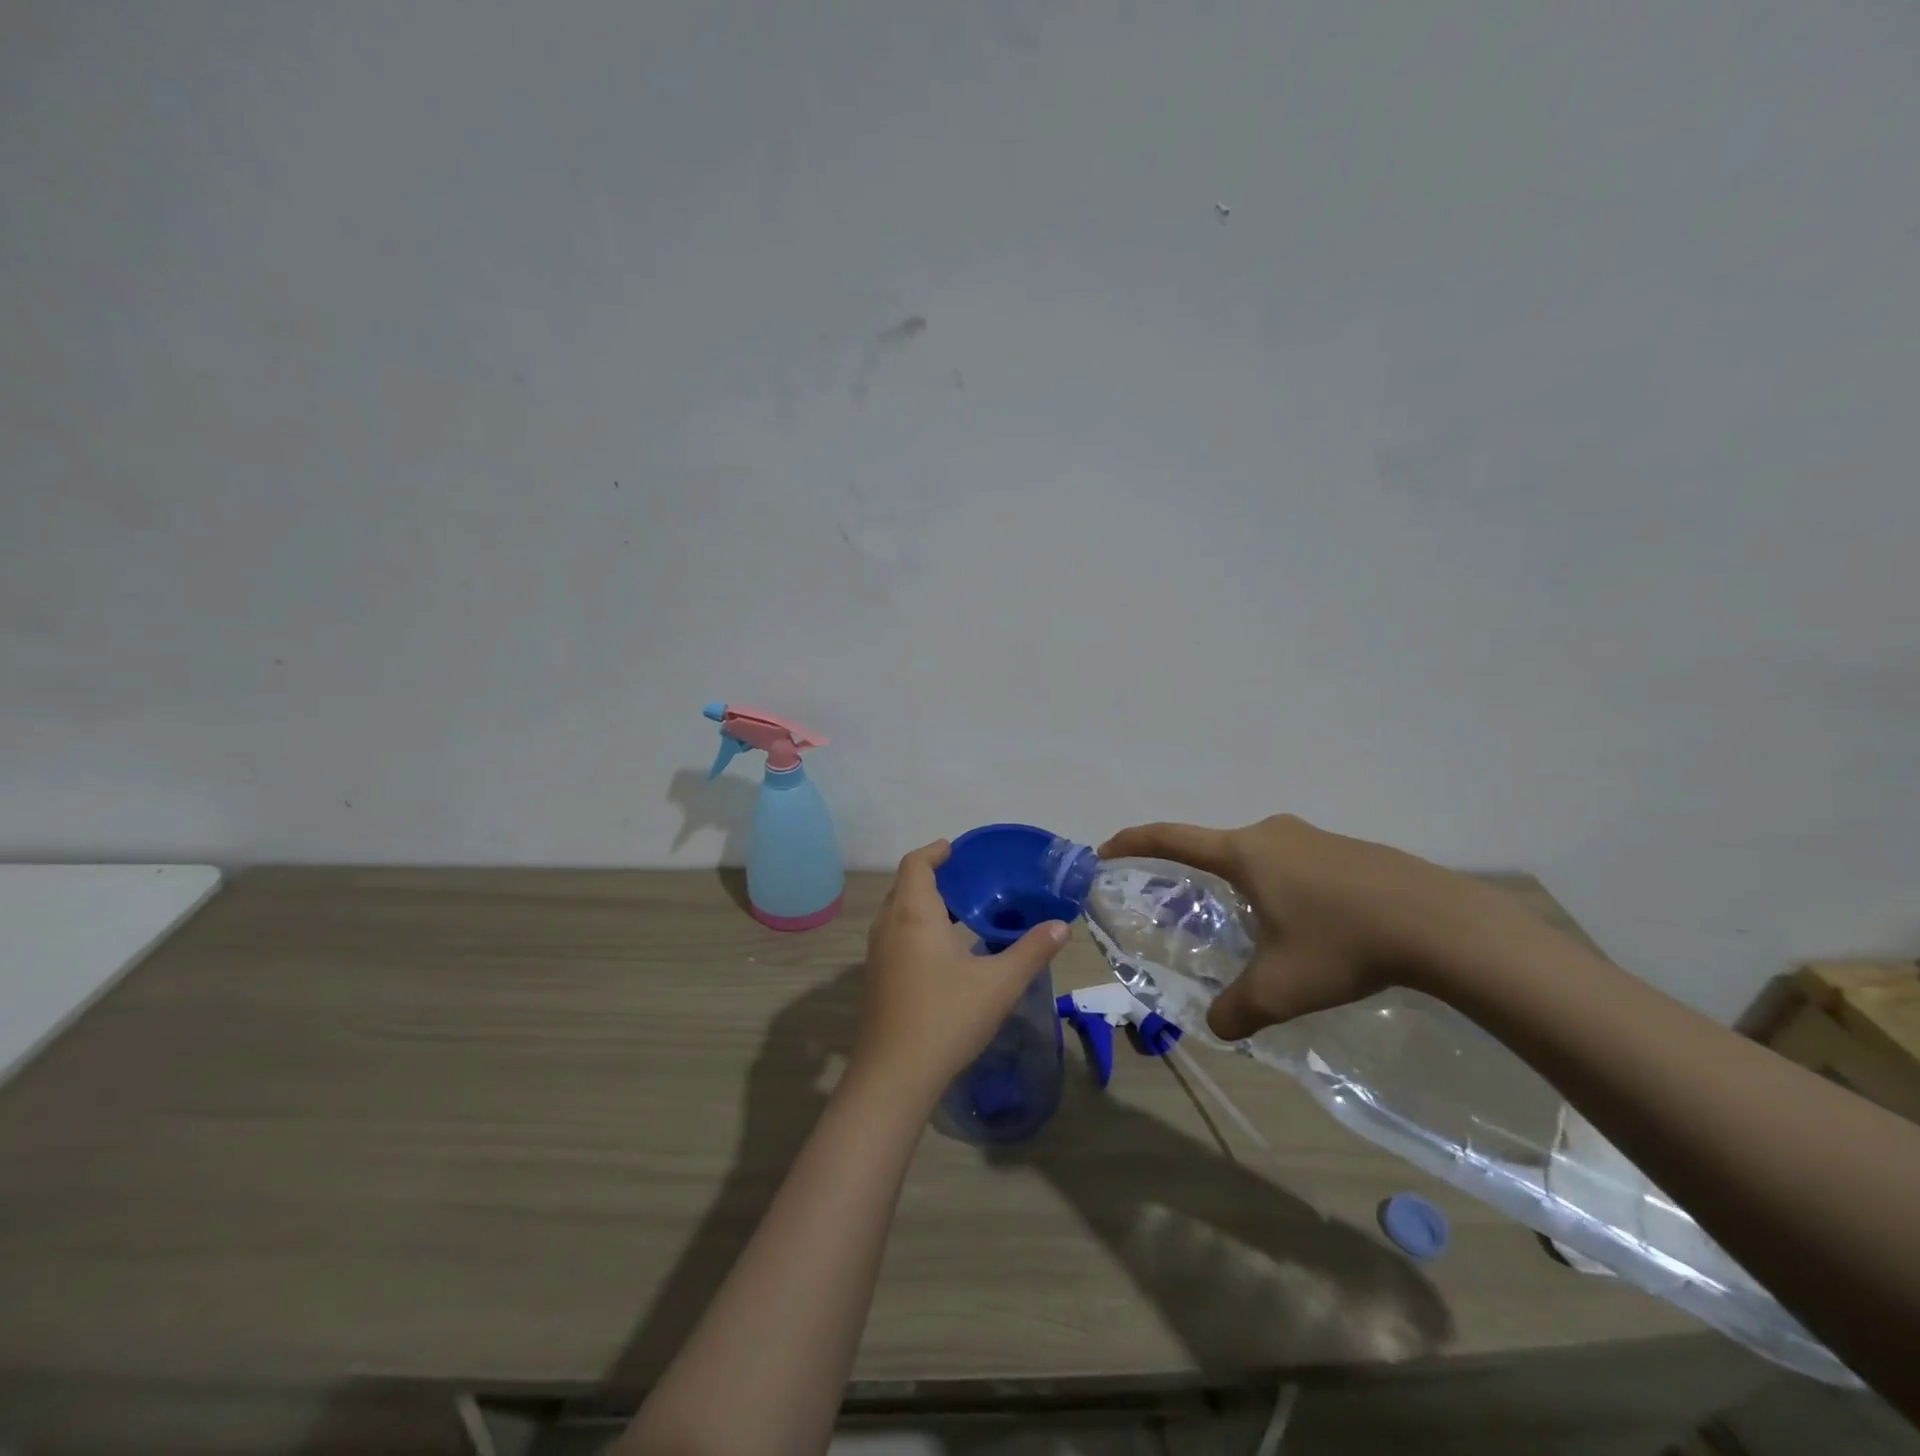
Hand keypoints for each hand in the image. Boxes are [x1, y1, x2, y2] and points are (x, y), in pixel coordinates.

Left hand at [852, 840, 1069, 1103]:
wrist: (895, 1076)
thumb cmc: (947, 1017)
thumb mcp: (999, 983)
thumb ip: (1031, 950)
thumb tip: (1061, 926)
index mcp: (914, 914)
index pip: (915, 864)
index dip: (935, 851)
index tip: (957, 850)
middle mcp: (889, 926)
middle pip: (905, 885)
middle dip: (932, 876)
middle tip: (969, 880)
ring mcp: (877, 954)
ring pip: (897, 912)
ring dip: (923, 903)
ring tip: (961, 912)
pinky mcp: (876, 979)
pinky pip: (895, 935)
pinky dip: (916, 927)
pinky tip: (944, 952)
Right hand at [1099, 815, 1524, 1041]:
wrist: (1441, 923)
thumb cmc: (1342, 944)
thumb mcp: (1280, 987)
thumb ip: (1237, 1008)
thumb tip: (1216, 1026)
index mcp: (1244, 853)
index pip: (1171, 838)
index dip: (1133, 842)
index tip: (1106, 850)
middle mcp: (1272, 834)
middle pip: (1216, 847)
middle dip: (1195, 873)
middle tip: (1188, 907)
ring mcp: (1313, 837)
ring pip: (1260, 857)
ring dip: (1244, 883)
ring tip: (1254, 925)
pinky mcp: (1348, 849)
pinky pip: (1296, 863)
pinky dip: (1283, 886)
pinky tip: (1310, 925)